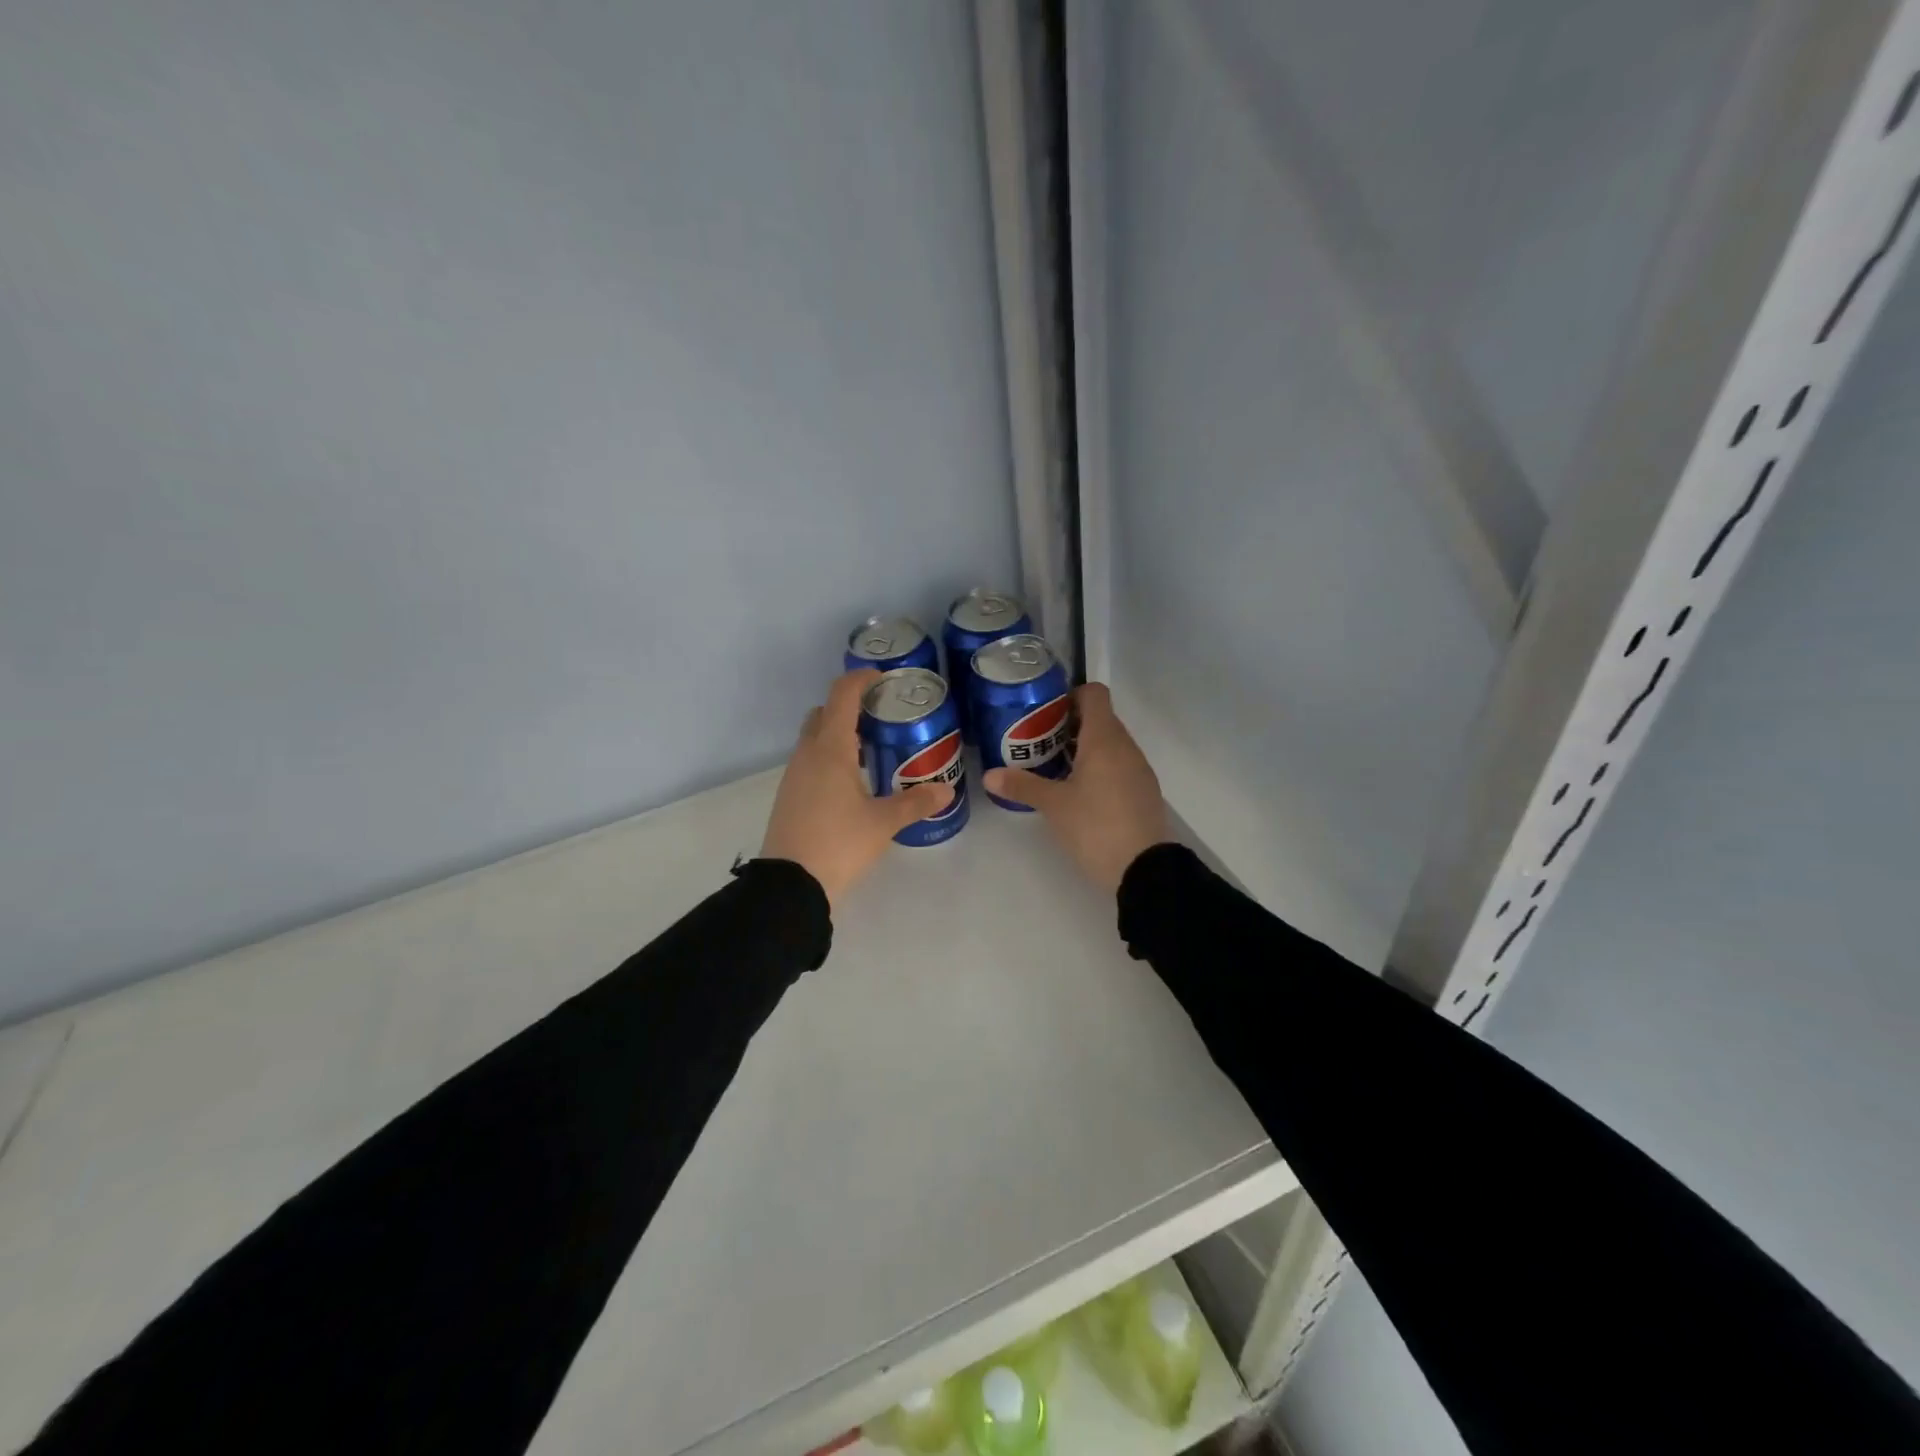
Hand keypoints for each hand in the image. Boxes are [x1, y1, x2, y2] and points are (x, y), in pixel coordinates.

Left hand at [760, 669, 954, 906]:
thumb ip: (916, 803)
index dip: (860, 680)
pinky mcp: (789, 795)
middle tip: (881, 718)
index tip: (882, 679)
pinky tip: (852, 782)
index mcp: (831, 749)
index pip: (842, 696)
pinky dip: (829, 757)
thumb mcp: (883, 823)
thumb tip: (947, 791)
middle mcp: (807, 754)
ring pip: (814, 738)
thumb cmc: (839, 843)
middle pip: (823, 713)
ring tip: (872, 751)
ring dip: (838, 734)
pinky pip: (810, 761)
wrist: (790, 885)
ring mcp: (794, 775)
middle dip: (849, 707)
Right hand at [983, 682, 1171, 894]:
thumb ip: (1022, 786)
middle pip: (1099, 718)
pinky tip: (1078, 792)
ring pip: (1109, 744)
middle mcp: (1126, 746)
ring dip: (1083, 748)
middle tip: (1039, 743)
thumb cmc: (1096, 826)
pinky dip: (1098, 768)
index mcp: (1105, 738)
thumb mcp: (1054, 805)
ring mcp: (1138, 769)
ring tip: (1054, 768)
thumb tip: (989, 775)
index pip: (1094, 694)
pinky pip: (1119, 765)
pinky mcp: (1143, 791)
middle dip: (1069, 725)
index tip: (1045, 714)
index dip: (1070, 696)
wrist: (1144, 870)